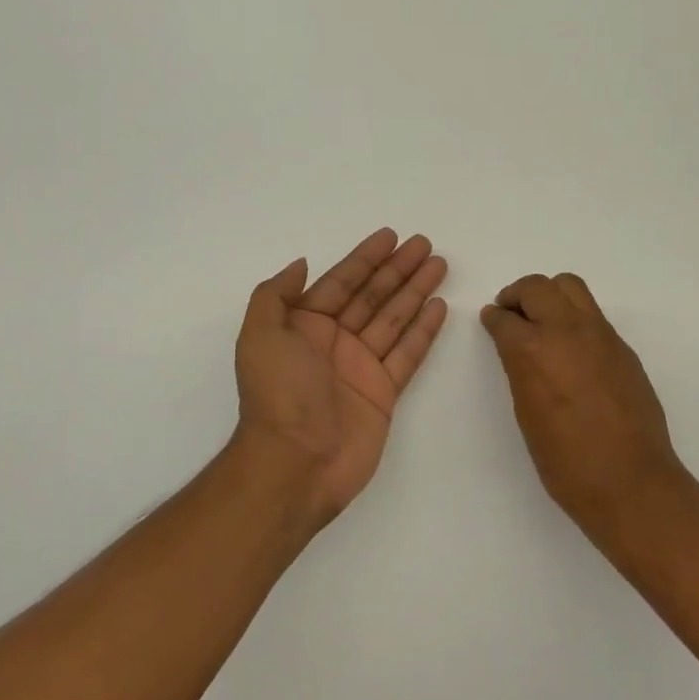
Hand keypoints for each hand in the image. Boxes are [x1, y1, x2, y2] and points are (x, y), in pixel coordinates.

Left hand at [234, 229, 448, 522]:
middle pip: (372, 295)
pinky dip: (424, 330)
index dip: (365, 258)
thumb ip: (275, 296)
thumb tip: (300, 264)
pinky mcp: (384, 392)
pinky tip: (439, 306)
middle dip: (398, 269)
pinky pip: (408, 353)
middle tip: (425, 244)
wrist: (295, 463)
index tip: (390, 236)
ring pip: (394, 318)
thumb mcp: (259, 337)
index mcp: (304, 326)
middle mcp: (334, 341)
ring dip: (416, 291)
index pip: (341, 282)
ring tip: (439, 265)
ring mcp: (361, 366)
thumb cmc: (277, 395)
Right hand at [481, 273, 685, 524]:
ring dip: (550, 295)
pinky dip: (575, 317)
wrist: (629, 481)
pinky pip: (593, 314)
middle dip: (518, 296)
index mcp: (533, 350)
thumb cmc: (565, 461)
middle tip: (511, 313)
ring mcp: (600, 334)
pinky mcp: (622, 347)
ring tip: (542, 318)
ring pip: (570, 287)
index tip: (492, 320)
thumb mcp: (527, 413)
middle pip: (537, 287)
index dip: (494, 318)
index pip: (505, 318)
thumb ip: (521, 371)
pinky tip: (571, 346)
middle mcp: (566, 330)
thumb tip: (519, 351)